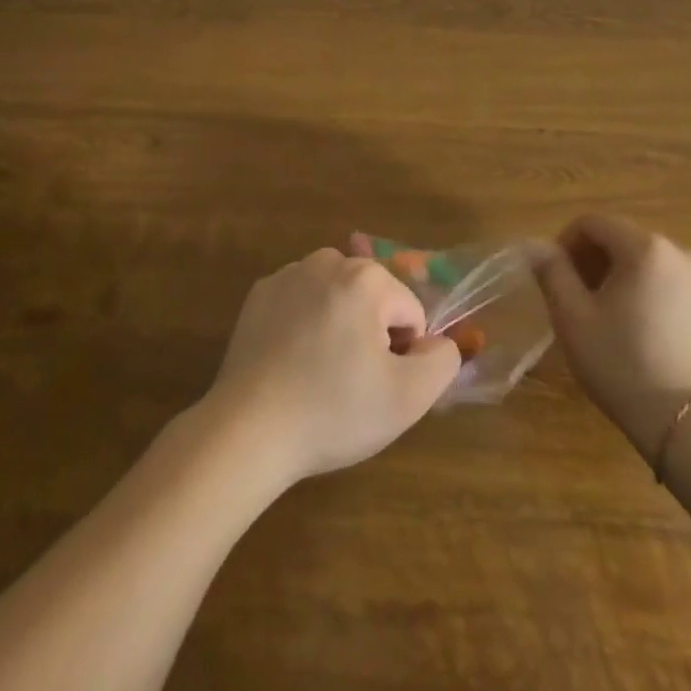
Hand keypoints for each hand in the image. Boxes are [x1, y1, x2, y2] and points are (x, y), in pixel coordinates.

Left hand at [204, 248, 459, 488]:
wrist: (248, 430)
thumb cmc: (333, 411)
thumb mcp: (408, 398)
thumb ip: (442, 361)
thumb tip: (439, 343)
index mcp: (367, 278)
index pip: (411, 314)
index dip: (403, 355)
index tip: (376, 386)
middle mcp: (328, 261)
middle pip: (374, 300)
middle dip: (371, 335)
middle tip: (349, 383)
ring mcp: (289, 274)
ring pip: (337, 298)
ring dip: (339, 326)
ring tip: (319, 375)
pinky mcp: (259, 294)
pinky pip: (301, 303)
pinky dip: (304, 325)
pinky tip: (290, 364)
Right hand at [537, 215, 690, 457]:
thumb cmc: (623, 366)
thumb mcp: (573, 319)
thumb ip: (552, 272)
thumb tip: (539, 247)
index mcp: (645, 249)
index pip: (595, 223)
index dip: (568, 242)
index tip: (557, 273)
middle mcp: (685, 257)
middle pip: (630, 243)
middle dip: (601, 262)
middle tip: (585, 299)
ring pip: (662, 271)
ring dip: (636, 283)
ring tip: (623, 323)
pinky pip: (690, 299)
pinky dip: (669, 307)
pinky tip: (659, 343)